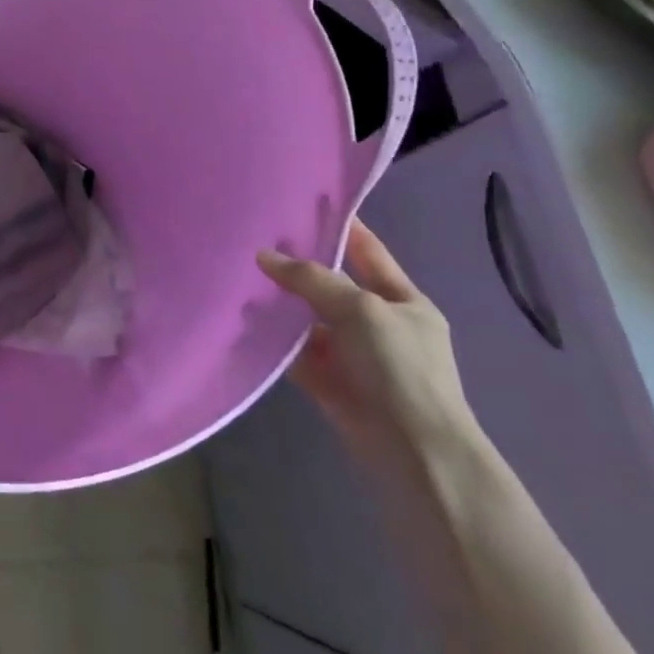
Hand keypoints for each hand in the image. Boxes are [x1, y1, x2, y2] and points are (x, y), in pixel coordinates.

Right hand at [258, 220, 478, 470]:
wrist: (414, 451)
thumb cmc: (401, 368)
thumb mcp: (361, 309)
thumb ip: (312, 279)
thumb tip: (263, 256)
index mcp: (403, 300)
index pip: (368, 251)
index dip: (341, 226)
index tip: (304, 202)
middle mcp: (378, 323)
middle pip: (331, 284)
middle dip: (297, 266)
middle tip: (254, 239)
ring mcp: (353, 354)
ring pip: (308, 318)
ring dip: (280, 304)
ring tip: (239, 276)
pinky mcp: (329, 381)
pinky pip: (295, 351)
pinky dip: (274, 339)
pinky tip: (244, 320)